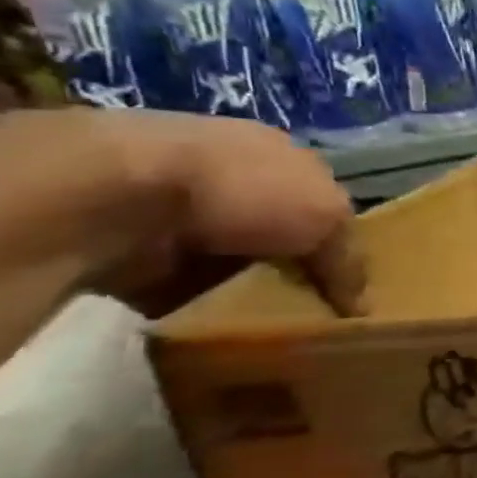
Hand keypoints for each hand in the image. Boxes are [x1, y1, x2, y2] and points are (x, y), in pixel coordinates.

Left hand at [97, 111, 365, 315]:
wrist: (114, 195)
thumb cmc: (246, 189)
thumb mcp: (328, 217)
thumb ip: (349, 258)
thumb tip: (361, 307)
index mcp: (277, 153)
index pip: (318, 198)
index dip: (335, 237)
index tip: (347, 277)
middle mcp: (227, 175)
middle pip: (275, 231)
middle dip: (292, 266)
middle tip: (314, 307)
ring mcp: (173, 208)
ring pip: (230, 262)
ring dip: (246, 289)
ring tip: (271, 323)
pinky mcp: (131, 247)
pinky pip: (182, 288)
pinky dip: (200, 307)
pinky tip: (221, 323)